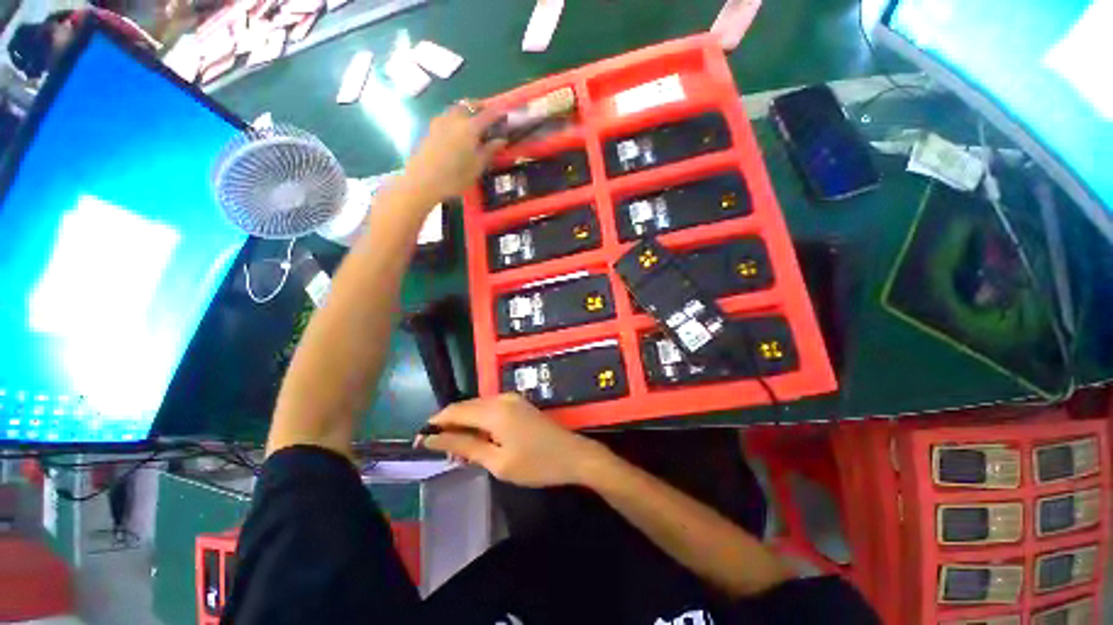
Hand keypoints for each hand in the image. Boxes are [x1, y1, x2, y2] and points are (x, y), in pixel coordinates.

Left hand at [400, 102, 505, 203]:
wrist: (423, 181)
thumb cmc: (455, 177)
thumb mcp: (477, 167)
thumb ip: (489, 151)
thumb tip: (501, 140)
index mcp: (470, 128)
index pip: (488, 115)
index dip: (498, 113)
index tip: (505, 114)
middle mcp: (455, 119)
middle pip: (469, 105)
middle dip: (480, 108)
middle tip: (488, 116)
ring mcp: (441, 121)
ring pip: (457, 109)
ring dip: (467, 111)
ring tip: (473, 123)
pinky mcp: (431, 128)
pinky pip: (447, 117)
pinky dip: (456, 119)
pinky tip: (458, 131)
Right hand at [418, 393, 609, 487]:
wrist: (573, 455)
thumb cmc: (535, 464)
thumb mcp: (497, 461)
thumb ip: (464, 446)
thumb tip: (433, 438)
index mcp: (495, 409)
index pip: (455, 410)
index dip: (435, 423)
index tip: (421, 441)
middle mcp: (501, 397)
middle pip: (466, 407)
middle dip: (450, 426)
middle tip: (441, 452)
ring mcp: (512, 398)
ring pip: (478, 408)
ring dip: (465, 425)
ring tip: (458, 451)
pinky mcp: (519, 404)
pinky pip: (491, 409)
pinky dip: (480, 423)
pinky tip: (478, 441)